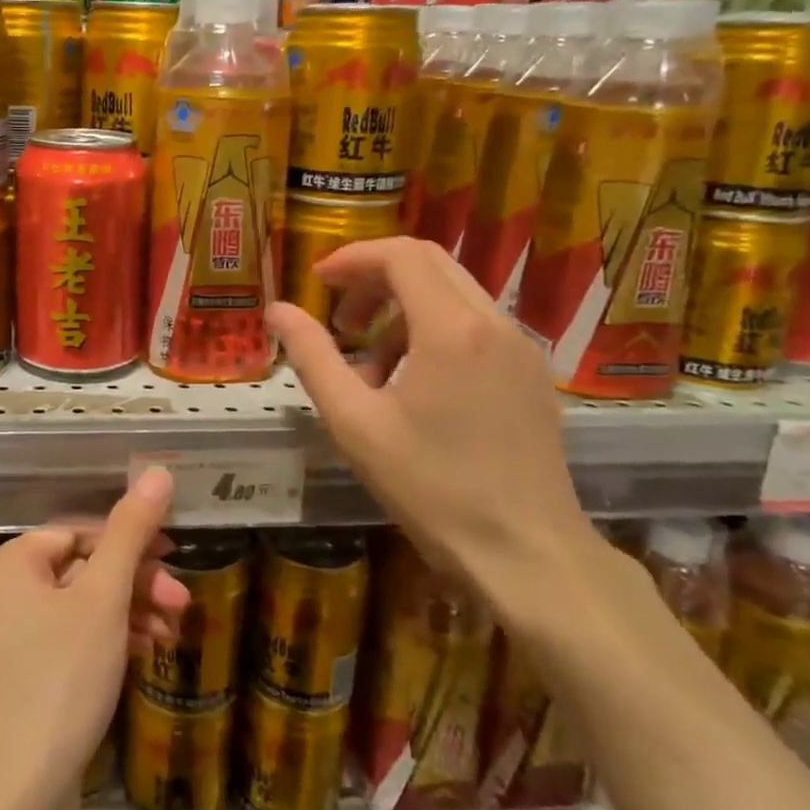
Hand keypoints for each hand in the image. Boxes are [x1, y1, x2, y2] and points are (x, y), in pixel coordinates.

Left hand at [0, 467, 189, 809]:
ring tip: (172, 630)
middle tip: (180, 601)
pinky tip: (146, 650)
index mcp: (14, 561)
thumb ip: (131, 531)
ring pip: (86, 604)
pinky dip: (112, 638)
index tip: (173, 557)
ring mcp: (16, 633)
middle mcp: (8, 589)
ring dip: (131, 610)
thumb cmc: (62, 675)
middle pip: (86, 567)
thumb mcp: (104, 596)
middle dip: (137, 582)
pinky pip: (77, 635)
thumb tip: (157, 471)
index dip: (130, 540)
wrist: (20, 787)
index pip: (82, 530)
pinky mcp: (30, 670)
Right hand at [266, 236, 591, 587]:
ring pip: (454, 293)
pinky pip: (477, 326)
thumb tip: (277, 311)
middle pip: (430, 263)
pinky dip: (434, 331)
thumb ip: (313, 357)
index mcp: (451, 329)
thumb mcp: (355, 422)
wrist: (527, 555)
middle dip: (376, 278)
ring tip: (371, 366)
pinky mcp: (532, 375)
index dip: (352, 258)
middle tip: (340, 318)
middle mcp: (495, 323)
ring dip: (403, 308)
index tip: (317, 282)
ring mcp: (522, 348)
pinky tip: (414, 386)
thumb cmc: (432, 488)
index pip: (401, 254)